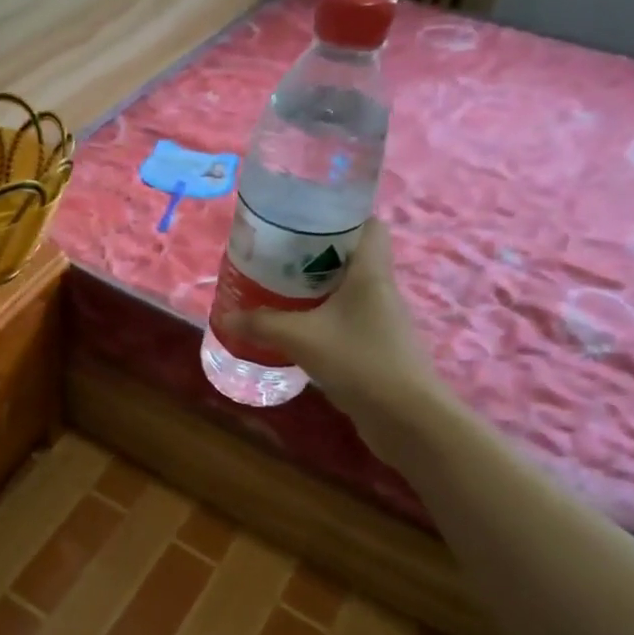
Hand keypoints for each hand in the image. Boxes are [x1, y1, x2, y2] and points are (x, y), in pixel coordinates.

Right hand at [225, 217, 443, 417]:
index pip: (369, 224)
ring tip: (282, 291)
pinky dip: (326, 319)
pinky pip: (349, 320)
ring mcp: (384, 321)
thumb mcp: (300, 338)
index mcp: (371, 272)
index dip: (341, 216)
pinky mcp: (380, 348)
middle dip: (318, 254)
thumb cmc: (359, 360)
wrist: (407, 418)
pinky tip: (300, 330)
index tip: (305, 221)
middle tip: (280, 257)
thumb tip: (226, 317)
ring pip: (350, 291)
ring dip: (320, 289)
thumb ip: (262, 324)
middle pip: (354, 257)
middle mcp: (382, 290)